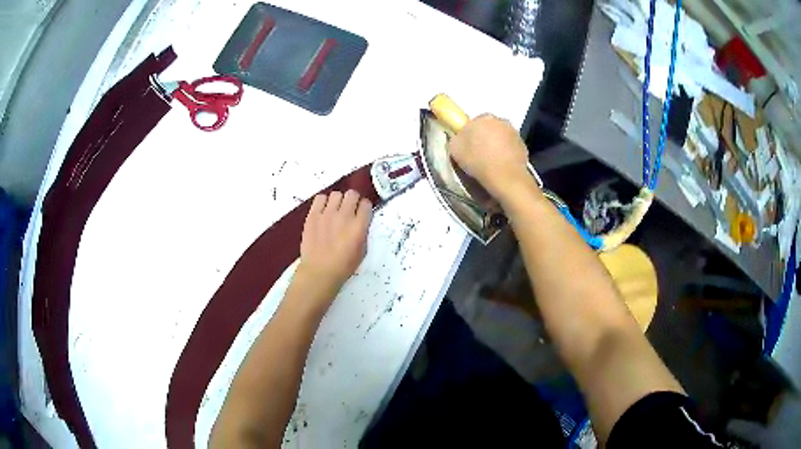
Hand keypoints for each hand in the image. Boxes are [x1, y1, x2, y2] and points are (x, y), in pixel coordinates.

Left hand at [295, 190, 372, 303]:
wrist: (319, 272)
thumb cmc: (343, 266)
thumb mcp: (362, 251)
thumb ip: (362, 233)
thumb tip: (360, 223)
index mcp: (359, 226)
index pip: (366, 204)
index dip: (364, 208)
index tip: (361, 213)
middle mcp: (344, 216)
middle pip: (352, 194)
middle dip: (353, 200)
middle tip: (349, 209)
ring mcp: (327, 214)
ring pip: (336, 194)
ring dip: (338, 201)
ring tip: (334, 210)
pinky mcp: (313, 215)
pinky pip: (320, 198)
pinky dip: (323, 202)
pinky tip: (323, 210)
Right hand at [448, 114, 540, 203]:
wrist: (505, 177)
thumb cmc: (478, 160)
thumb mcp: (455, 148)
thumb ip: (458, 138)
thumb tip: (461, 138)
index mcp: (484, 118)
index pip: (475, 121)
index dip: (471, 133)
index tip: (468, 145)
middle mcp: (501, 121)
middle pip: (491, 127)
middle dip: (485, 137)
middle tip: (479, 153)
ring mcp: (515, 133)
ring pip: (502, 137)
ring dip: (497, 145)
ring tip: (491, 162)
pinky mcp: (524, 147)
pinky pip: (511, 148)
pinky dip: (507, 154)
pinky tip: (501, 166)